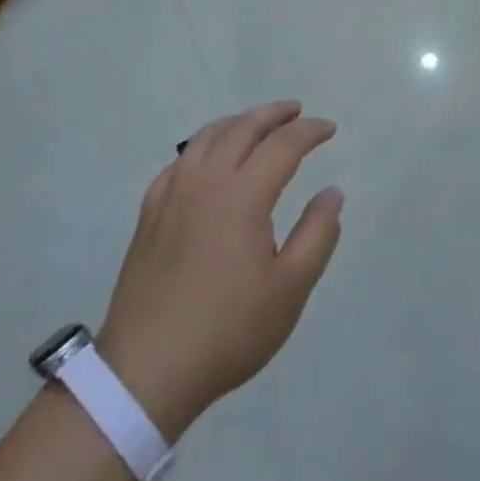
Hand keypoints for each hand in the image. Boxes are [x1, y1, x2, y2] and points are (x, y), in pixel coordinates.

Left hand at [94, 101, 342, 439]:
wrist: (147, 370)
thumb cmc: (228, 329)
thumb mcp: (290, 289)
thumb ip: (317, 234)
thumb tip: (332, 192)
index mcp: (242, 195)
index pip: (282, 144)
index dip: (309, 131)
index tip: (329, 129)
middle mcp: (205, 181)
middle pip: (242, 128)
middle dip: (273, 114)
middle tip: (296, 110)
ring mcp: (172, 194)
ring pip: (207, 137)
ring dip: (238, 122)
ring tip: (257, 124)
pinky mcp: (150, 214)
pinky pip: (180, 161)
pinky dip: (203, 147)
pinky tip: (208, 160)